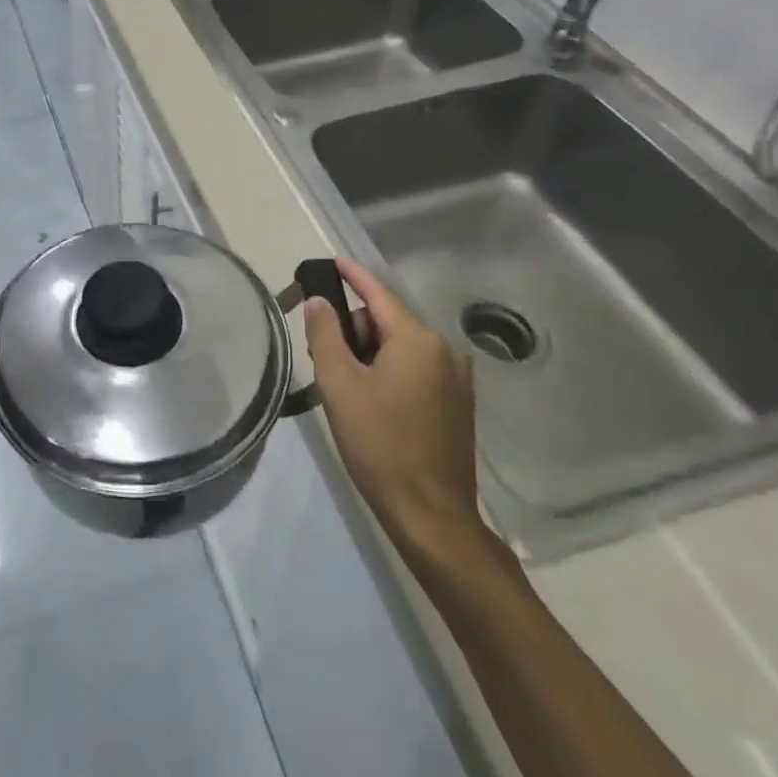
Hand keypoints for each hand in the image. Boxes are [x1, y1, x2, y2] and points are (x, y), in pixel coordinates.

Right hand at [303, 259, 488, 563]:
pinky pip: (416, 368)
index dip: (351, 275)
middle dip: (354, 329)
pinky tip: (370, 400)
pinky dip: (389, 370)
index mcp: (418, 339)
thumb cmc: (380, 444)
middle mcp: (444, 349)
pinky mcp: (457, 402)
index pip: (378, 292)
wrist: (431, 515)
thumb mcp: (340, 385)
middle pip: (388, 320)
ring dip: (370, 352)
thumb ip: (326, 334)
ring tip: (343, 385)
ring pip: (402, 346)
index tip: (330, 261)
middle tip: (323, 356)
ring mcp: (456, 378)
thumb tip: (319, 300)